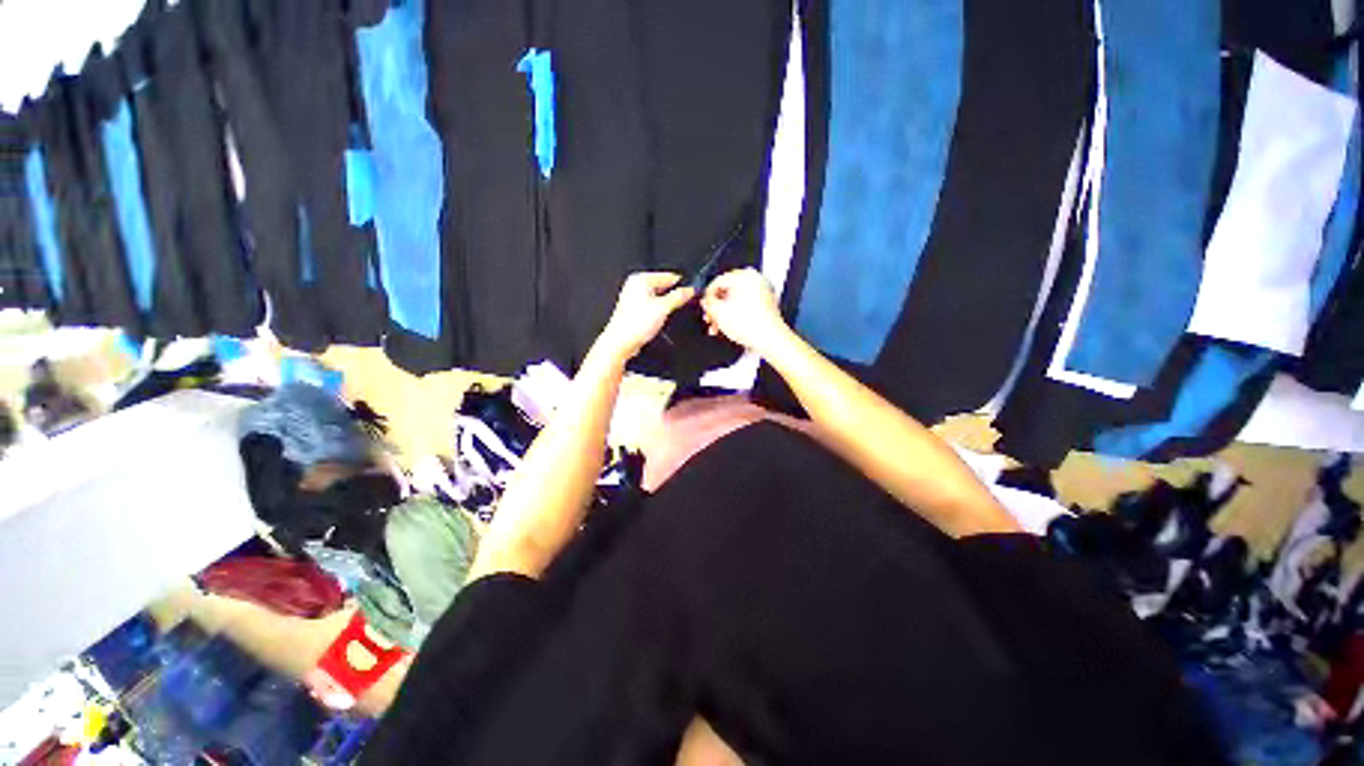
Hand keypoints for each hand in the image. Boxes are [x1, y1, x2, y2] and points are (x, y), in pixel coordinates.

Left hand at [598, 272, 695, 359]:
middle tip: (682, 305)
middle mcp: (635, 285)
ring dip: (666, 304)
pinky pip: (651, 305)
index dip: (682, 285)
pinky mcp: (634, 309)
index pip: (668, 276)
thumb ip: (679, 297)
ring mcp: (633, 297)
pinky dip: (658, 310)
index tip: (692, 293)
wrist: (621, 342)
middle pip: (663, 286)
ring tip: (668, 314)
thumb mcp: (663, 308)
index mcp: (641, 279)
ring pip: (658, 297)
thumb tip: (689, 290)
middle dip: (673, 295)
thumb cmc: (635, 324)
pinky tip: (660, 319)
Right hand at [700, 268, 788, 353]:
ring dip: (723, 314)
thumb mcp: (720, 312)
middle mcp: (755, 281)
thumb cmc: (751, 325)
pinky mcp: (765, 305)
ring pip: (735, 301)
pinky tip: (727, 328)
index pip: (718, 281)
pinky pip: (744, 306)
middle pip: (727, 292)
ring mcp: (762, 292)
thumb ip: (708, 303)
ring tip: (716, 327)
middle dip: (716, 308)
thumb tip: (705, 300)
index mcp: (745, 276)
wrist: (770, 340)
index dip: (707, 296)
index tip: (704, 307)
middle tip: (709, 318)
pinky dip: (734, 315)